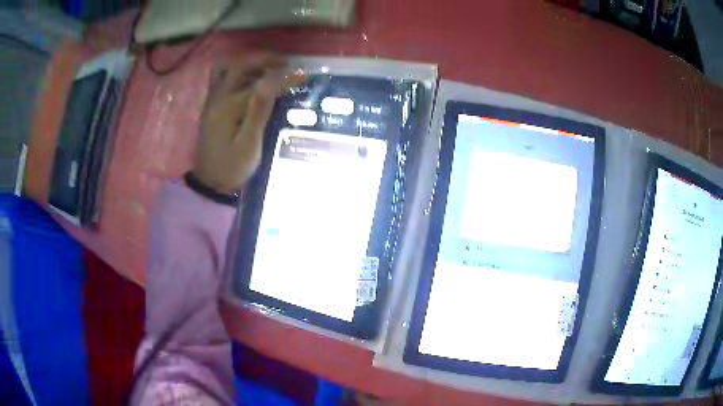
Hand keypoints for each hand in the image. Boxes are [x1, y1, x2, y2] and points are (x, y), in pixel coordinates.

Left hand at [193, 53, 303, 192]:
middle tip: (285, 64)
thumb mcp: (249, 144)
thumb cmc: (232, 166)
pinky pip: (225, 79)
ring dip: (250, 64)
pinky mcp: (212, 106)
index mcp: (229, 106)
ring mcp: (213, 100)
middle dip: (264, 59)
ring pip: (229, 70)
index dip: (282, 78)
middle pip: (239, 66)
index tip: (302, 76)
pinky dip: (241, 72)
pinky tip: (253, 79)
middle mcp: (219, 98)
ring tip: (270, 68)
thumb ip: (259, 111)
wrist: (210, 182)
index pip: (259, 83)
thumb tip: (271, 81)